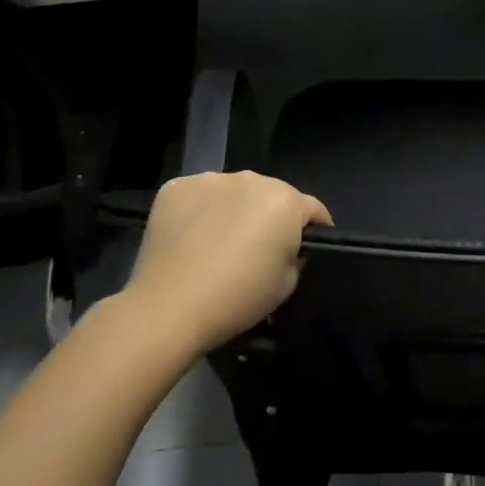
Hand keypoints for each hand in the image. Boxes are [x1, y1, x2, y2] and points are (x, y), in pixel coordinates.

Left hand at [123, 171, 332, 354]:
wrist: (169, 306)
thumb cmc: (238, 298)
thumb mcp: (287, 285)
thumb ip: (295, 255)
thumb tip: (286, 246)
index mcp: (285, 201)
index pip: (312, 209)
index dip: (315, 228)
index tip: (308, 247)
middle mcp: (251, 179)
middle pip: (271, 195)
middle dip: (270, 215)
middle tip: (258, 247)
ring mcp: (210, 179)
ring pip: (233, 192)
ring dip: (234, 209)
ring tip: (219, 241)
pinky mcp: (176, 187)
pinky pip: (199, 195)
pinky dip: (200, 211)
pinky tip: (191, 238)